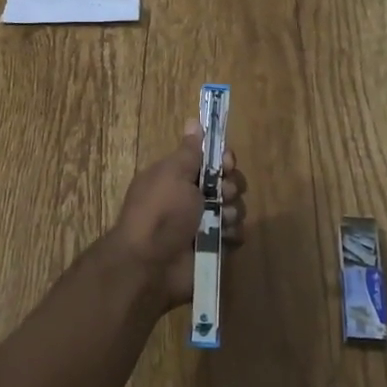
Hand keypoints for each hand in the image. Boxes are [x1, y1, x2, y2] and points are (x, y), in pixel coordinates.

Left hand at [106, 120, 246, 309]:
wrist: (149, 265)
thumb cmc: (160, 212)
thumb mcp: (172, 174)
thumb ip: (189, 151)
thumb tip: (193, 121)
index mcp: (179, 177)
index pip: (212, 160)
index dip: (224, 159)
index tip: (226, 163)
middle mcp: (192, 199)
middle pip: (229, 183)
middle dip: (232, 186)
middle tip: (222, 195)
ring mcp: (205, 224)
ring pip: (236, 208)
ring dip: (232, 212)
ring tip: (219, 222)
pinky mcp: (215, 248)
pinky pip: (236, 234)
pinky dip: (232, 235)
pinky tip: (223, 238)